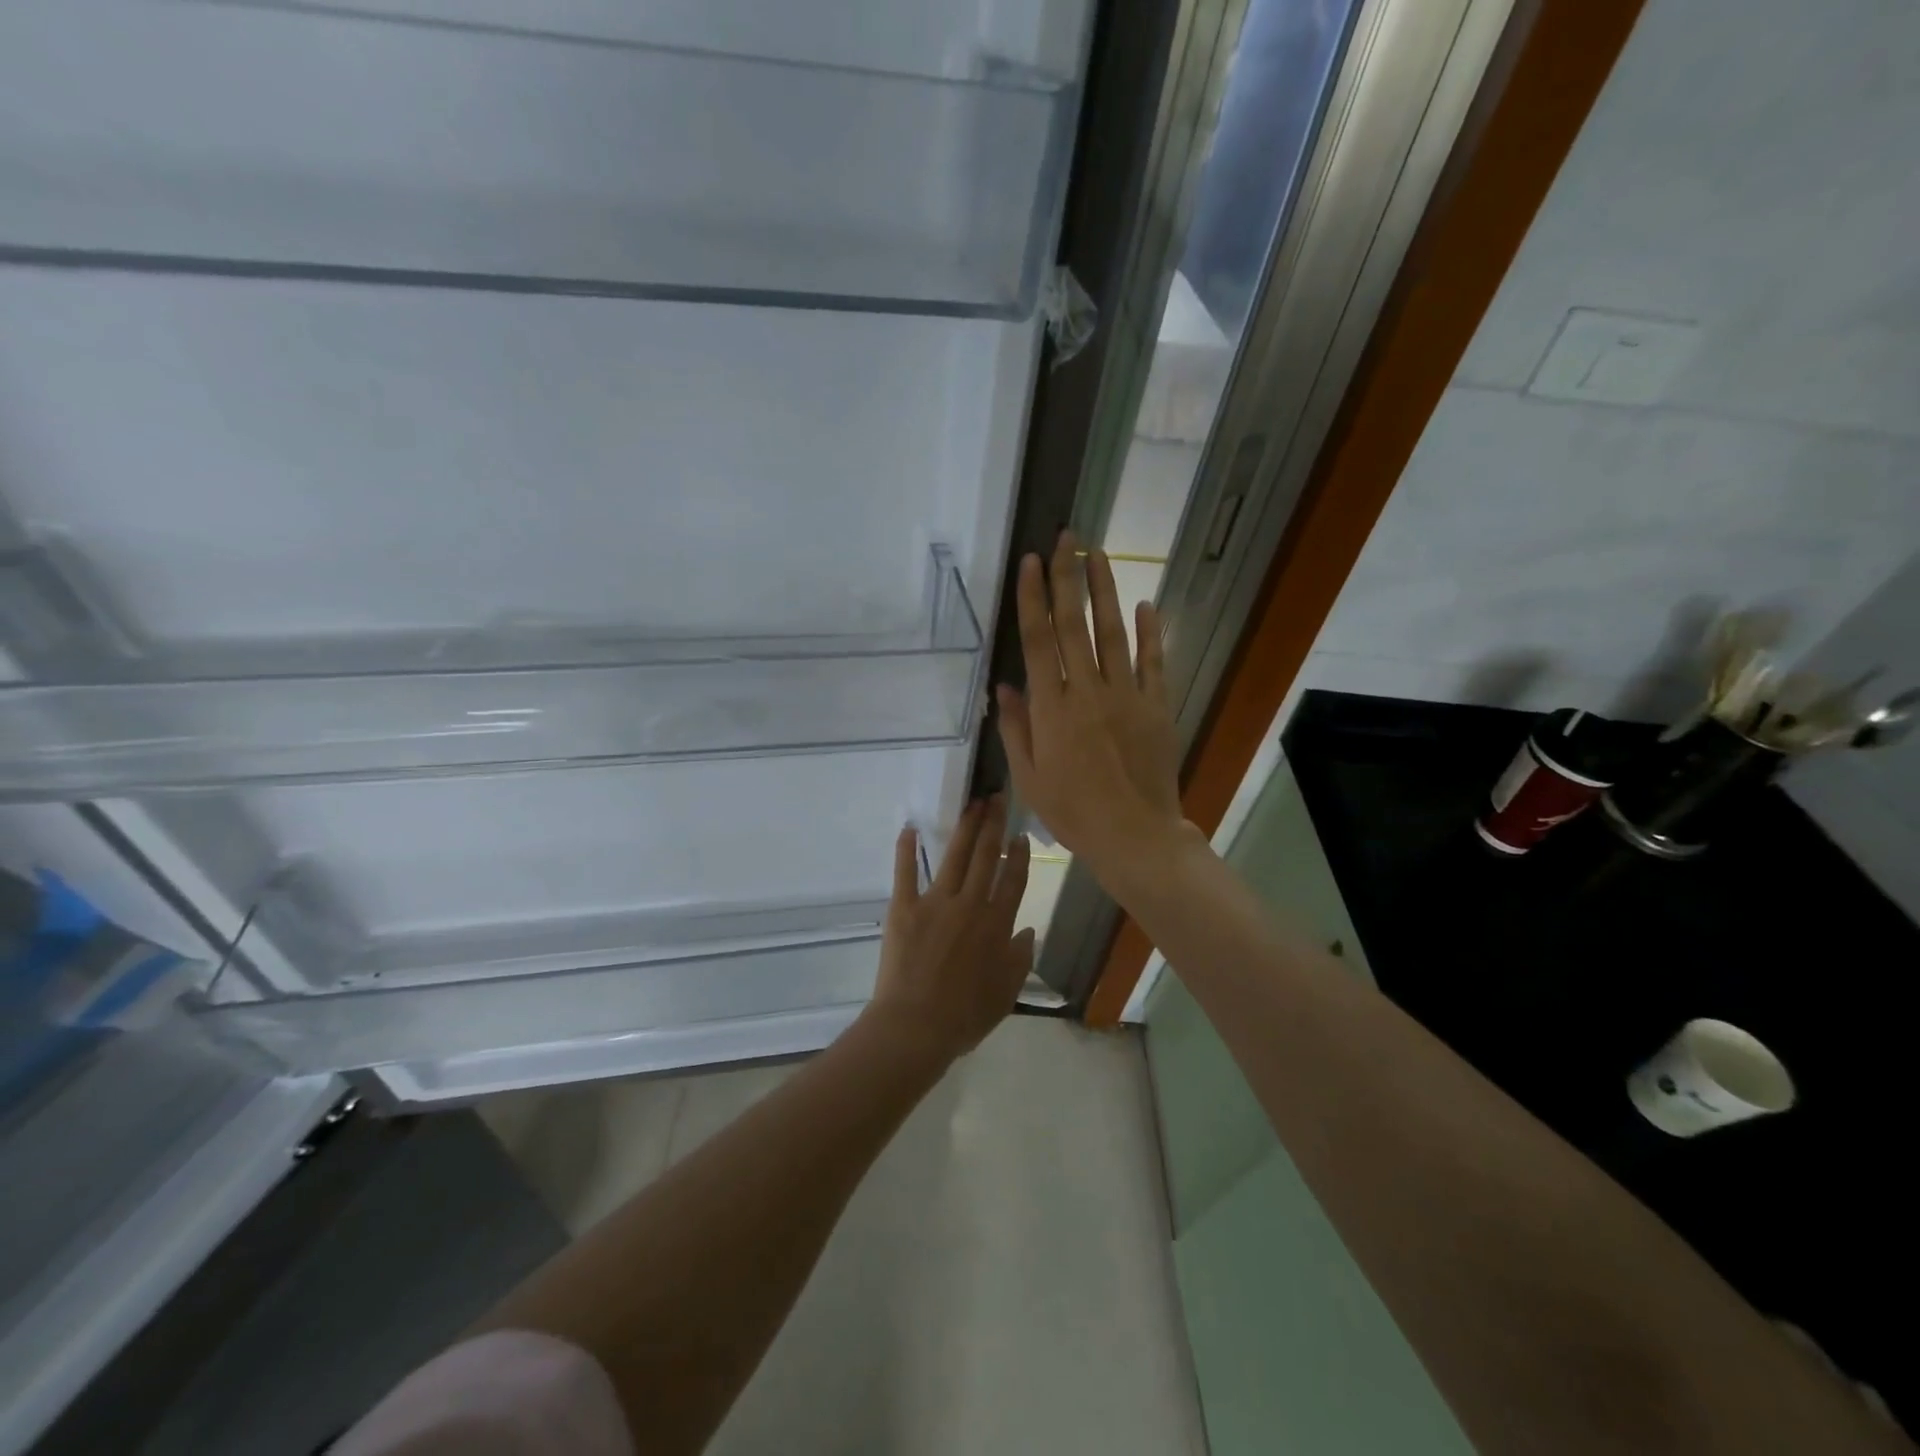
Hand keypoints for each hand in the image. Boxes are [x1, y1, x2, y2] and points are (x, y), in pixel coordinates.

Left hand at [868, 796, 1034, 1060]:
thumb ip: (1020, 958)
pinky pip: (906, 872)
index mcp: (998, 924)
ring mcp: (936, 902)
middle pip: (986, 856)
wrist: (916, 1025)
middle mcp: (971, 904)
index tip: (1019, 833)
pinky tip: (910, 827)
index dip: (1018, 854)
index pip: (1013, 879)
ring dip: (965, 827)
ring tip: (972, 804)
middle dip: (993, 824)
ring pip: (955, 856)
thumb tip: (1028, 930)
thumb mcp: (1006, 993)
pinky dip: (906, 849)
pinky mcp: (905, 906)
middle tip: (996, 798)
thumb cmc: (965, 1016)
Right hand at [995, 533, 1188, 888]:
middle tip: (1068, 538)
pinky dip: (1152, 632)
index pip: (1039, 640)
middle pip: (1074, 624)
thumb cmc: (1073, 812)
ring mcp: (1126, 696)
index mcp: (1051, 709)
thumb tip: (1004, 687)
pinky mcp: (1156, 706)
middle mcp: (1087, 691)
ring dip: (1106, 591)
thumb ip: (1016, 728)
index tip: (1032, 561)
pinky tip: (1147, 604)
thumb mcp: (1029, 778)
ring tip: (1099, 556)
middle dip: (1069, 577)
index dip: (1034, 597)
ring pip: (1114, 632)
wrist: (1134, 835)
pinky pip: (1154, 661)